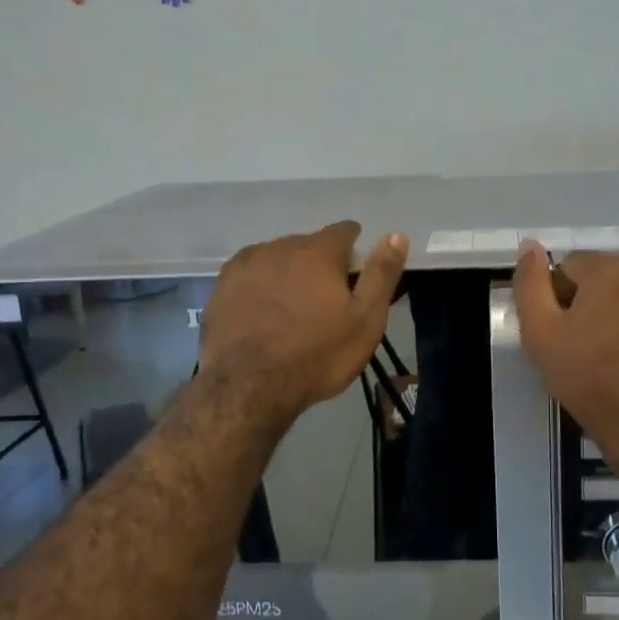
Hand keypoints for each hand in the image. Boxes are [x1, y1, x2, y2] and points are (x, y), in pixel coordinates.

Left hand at [200, 221, 408, 418]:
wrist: (248, 387)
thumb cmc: (317, 354)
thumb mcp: (365, 319)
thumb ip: (381, 274)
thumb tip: (397, 234)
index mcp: (318, 251)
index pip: (344, 231)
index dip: (354, 249)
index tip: (354, 274)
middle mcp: (280, 246)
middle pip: (309, 245)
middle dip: (319, 264)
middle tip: (324, 301)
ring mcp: (246, 264)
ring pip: (277, 258)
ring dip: (287, 273)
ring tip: (291, 309)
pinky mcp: (221, 286)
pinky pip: (250, 275)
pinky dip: (259, 286)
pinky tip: (262, 313)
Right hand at [511, 243, 618, 463]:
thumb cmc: (589, 380)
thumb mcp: (540, 334)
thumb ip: (530, 284)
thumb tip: (529, 245)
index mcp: (614, 270)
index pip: (573, 265)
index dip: (561, 297)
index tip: (563, 331)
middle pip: (610, 276)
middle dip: (596, 301)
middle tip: (589, 345)